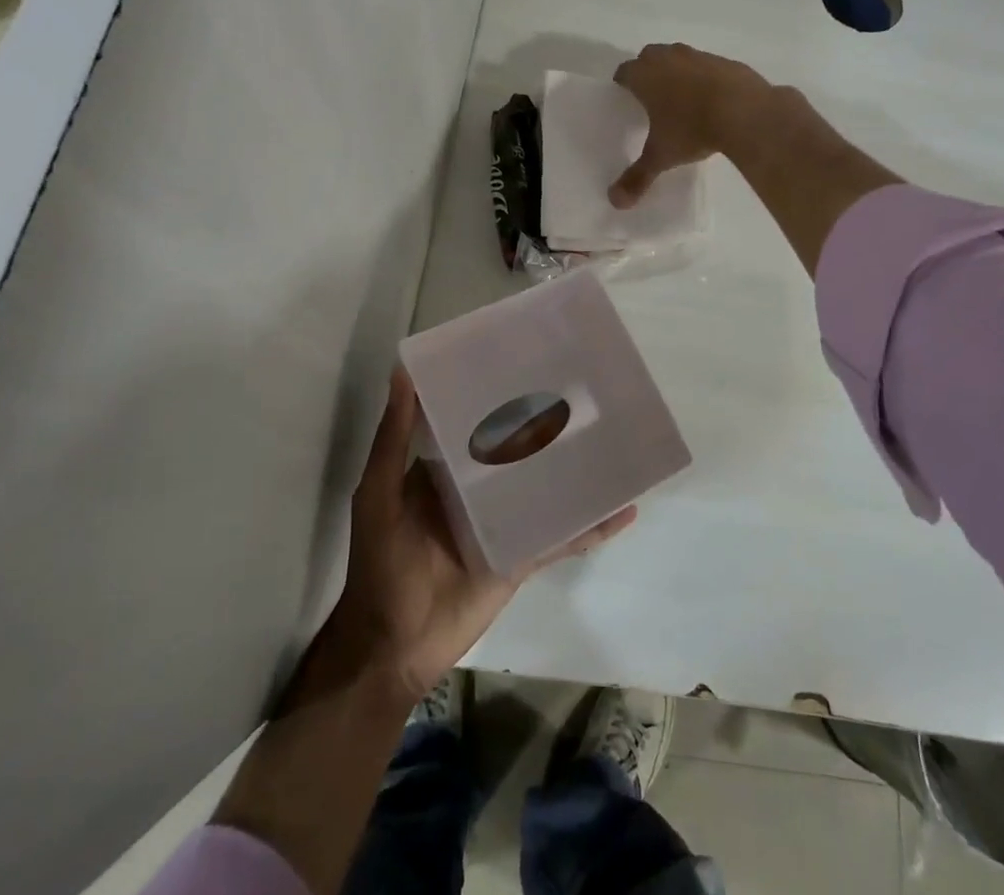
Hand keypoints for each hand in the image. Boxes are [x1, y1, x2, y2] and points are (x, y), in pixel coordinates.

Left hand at [325, 368, 635, 700]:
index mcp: (446, 466)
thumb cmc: (381, 561)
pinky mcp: (524, 555)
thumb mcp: (379, 492)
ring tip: (616, 434)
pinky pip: (564, 535)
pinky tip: (625, 507)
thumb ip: (394, 437)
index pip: (476, 418)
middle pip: (520, 448)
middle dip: (546, 421)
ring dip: (577, 467)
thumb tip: (403, 372)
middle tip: (585, 386)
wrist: (394, 647)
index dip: (497, 390)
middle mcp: (480, 487)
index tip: (527, 356)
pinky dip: (593, 524)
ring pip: (548, 485)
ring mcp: (506, 521)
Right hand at [609, 44, 771, 207]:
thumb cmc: (691, 129)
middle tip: (651, 96)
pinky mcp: (726, 62)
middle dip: (648, 71)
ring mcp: (699, 57)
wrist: (745, 112)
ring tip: (682, 98)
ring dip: (677, 71)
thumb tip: (615, 202)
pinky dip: (705, 78)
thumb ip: (637, 177)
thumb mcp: (662, 157)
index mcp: (645, 76)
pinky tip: (713, 99)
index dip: (622, 83)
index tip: (625, 96)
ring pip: (680, 57)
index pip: (624, 71)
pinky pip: (708, 66)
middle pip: (649, 56)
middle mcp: (669, 58)